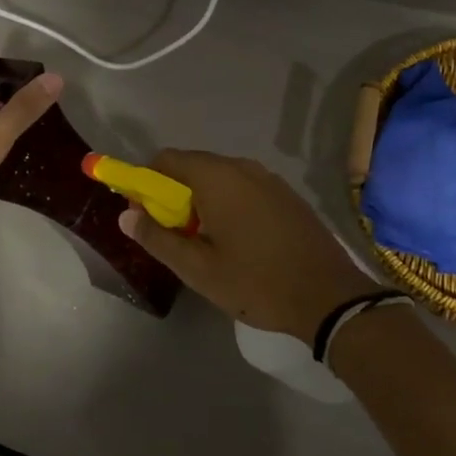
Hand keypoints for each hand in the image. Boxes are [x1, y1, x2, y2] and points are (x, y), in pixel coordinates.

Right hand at [118, 149, 377, 340]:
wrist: (329, 296)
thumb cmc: (256, 282)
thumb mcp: (198, 269)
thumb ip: (157, 238)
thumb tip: (126, 215)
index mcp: (216, 177)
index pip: (165, 160)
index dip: (145, 182)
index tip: (142, 214)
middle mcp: (242, 167)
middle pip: (192, 166)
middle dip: (173, 194)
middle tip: (171, 234)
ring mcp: (269, 178)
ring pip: (219, 177)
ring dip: (201, 199)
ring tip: (203, 241)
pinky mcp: (286, 194)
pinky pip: (244, 187)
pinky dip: (228, 203)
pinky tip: (236, 240)